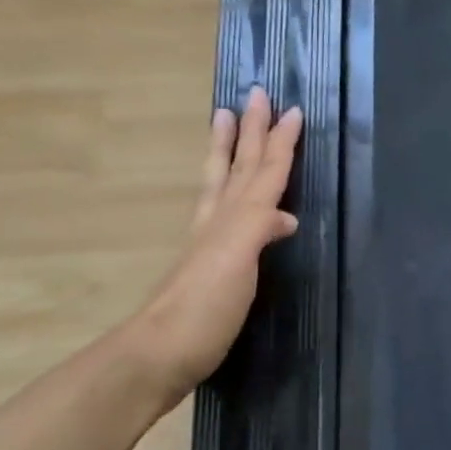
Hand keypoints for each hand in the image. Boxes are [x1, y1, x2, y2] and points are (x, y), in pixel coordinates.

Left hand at [129, 87, 302, 409]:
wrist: (160, 354)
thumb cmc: (205, 308)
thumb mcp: (235, 261)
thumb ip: (258, 228)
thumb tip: (285, 215)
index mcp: (232, 218)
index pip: (262, 172)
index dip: (278, 142)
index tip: (290, 109)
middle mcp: (219, 222)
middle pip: (238, 168)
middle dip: (250, 132)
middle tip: (254, 94)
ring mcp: (210, 243)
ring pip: (223, 185)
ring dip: (229, 152)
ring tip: (224, 120)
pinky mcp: (209, 267)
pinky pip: (226, 217)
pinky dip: (239, 201)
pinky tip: (246, 209)